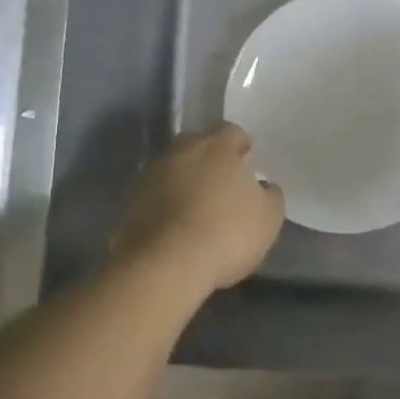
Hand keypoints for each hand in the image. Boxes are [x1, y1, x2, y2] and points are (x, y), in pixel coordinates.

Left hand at [113, 125, 284, 292]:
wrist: (165, 265)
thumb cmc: (227, 233)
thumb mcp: (268, 217)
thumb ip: (270, 195)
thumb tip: (263, 187)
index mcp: (216, 147)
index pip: (231, 132)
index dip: (241, 145)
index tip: (247, 159)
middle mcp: (180, 152)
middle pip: (196, 146)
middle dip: (209, 159)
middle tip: (221, 181)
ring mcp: (150, 176)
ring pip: (172, 169)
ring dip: (183, 181)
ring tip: (196, 207)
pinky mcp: (129, 203)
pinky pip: (154, 196)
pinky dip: (164, 205)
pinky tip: (175, 227)